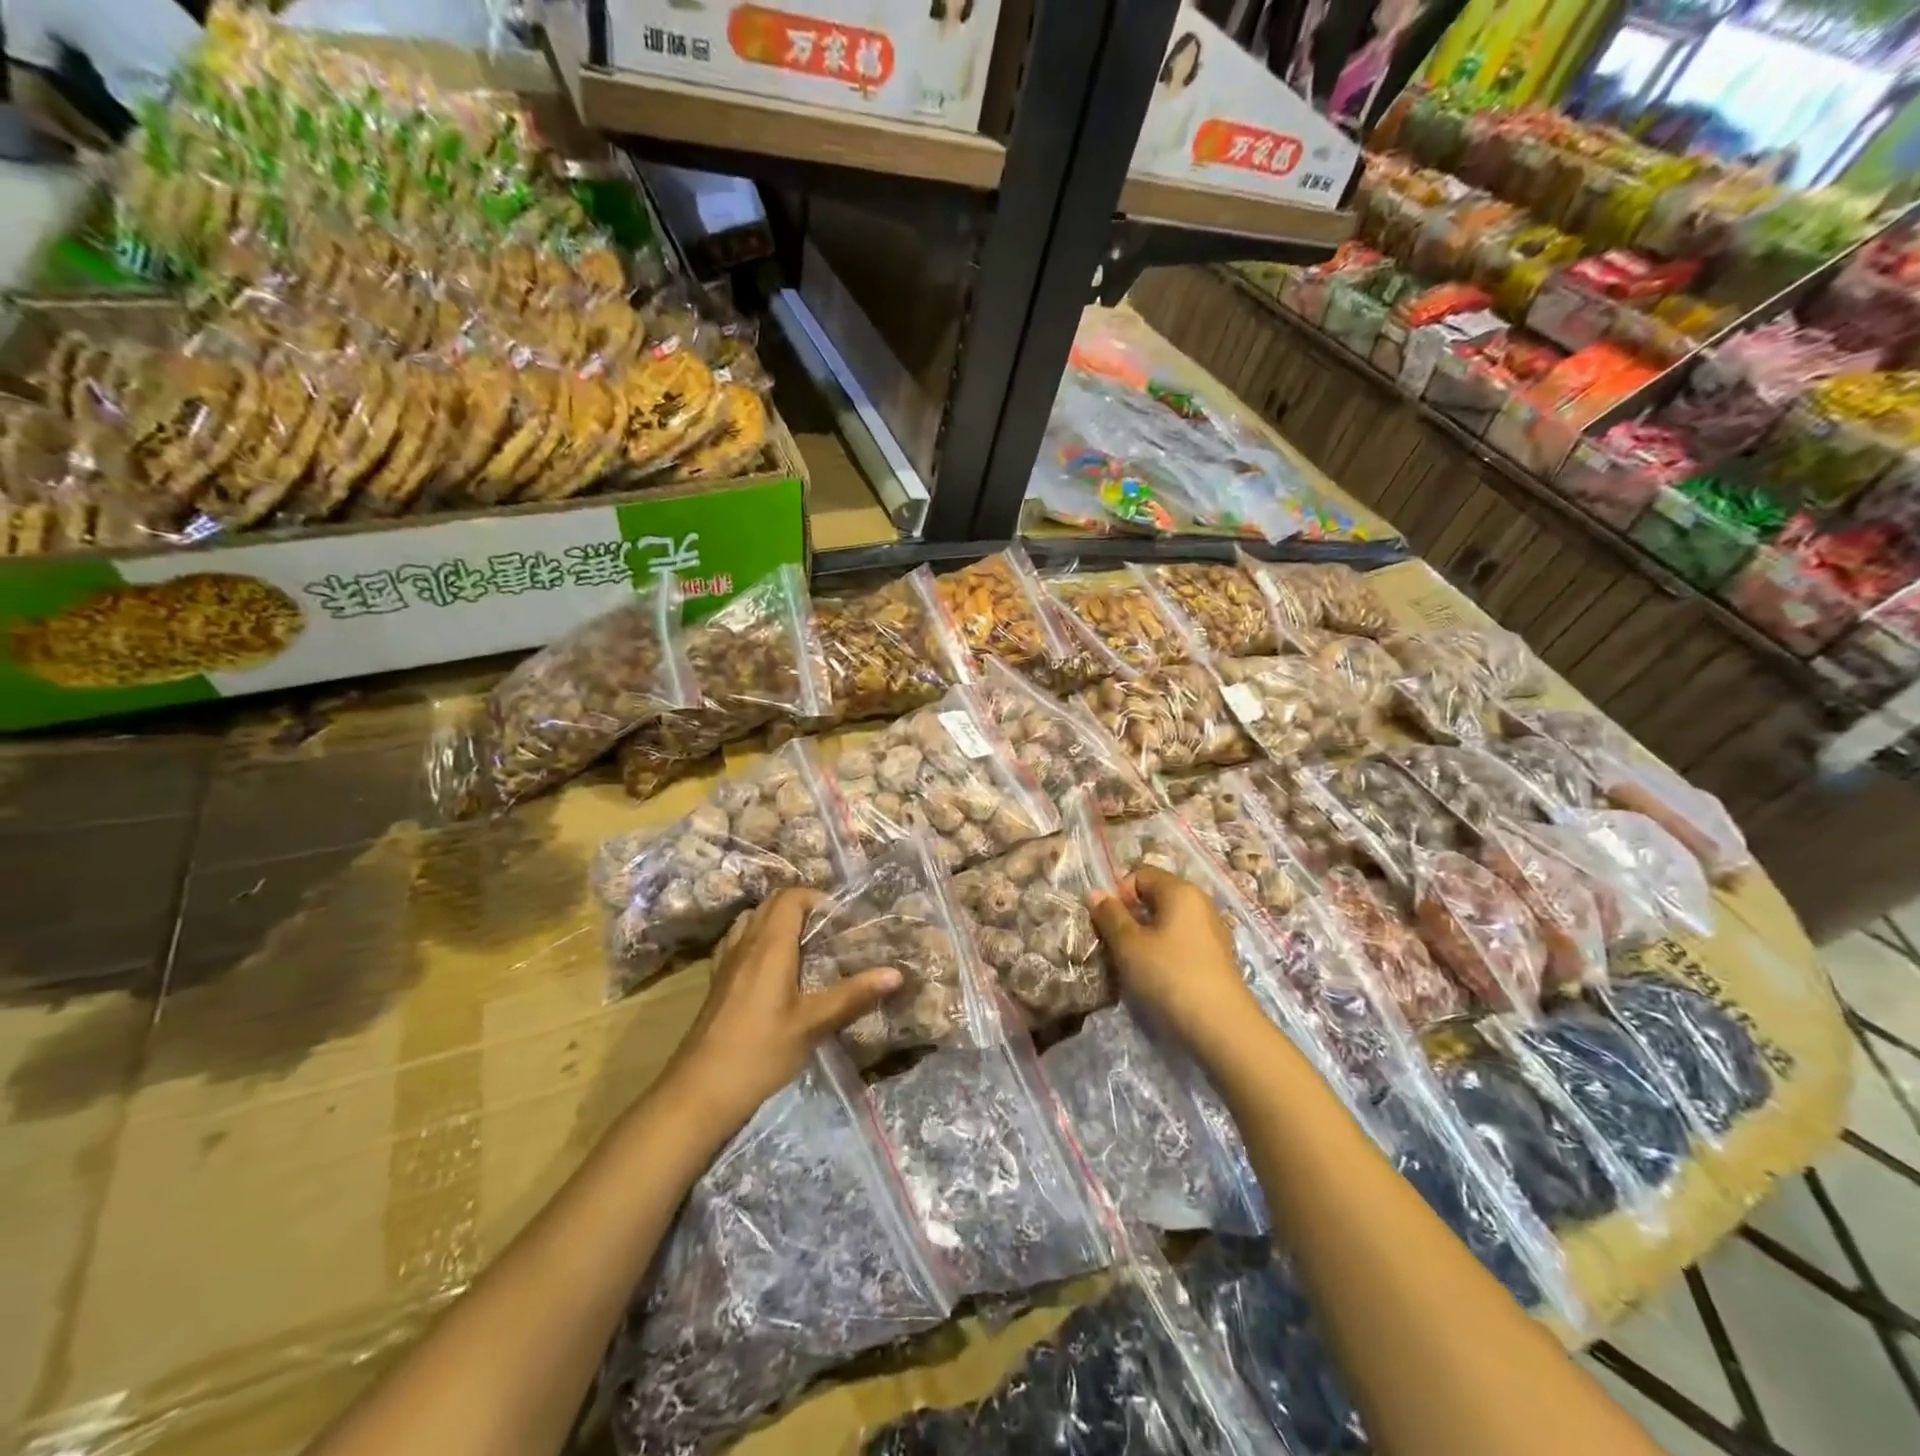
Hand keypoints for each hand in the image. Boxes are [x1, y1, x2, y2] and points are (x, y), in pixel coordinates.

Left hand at [665, 889, 901, 1134]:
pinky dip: (758, 939)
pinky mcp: (718, 981)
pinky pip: (739, 941)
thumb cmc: (761, 1052)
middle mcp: (746, 943)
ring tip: (805, 946)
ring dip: (779, 921)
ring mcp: (727, 962)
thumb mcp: (813, 1024)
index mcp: (770, 945)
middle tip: (830, 932)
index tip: (842, 921)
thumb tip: (897, 974)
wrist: (700, 1091)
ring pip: (753, 920)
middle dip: (803, 907)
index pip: (792, 897)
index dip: (819, 899)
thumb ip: (854, 995)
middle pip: (772, 904)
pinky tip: (773, 969)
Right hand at [1089, 867, 1258, 1054]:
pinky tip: (1159, 977)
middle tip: (1116, 945)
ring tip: (1135, 964)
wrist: (1222, 1027)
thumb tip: (1095, 893)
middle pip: (1156, 897)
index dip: (1119, 894)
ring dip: (1147, 937)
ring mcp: (1213, 930)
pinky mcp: (1217, 957)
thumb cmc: (1169, 975)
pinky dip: (1166, 952)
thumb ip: (1110, 915)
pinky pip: (1183, 942)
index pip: (1141, 874)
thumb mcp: (1129, 945)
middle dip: (1131, 916)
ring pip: (1169, 922)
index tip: (1109, 923)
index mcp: (1180, 890)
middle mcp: (1201, 902)